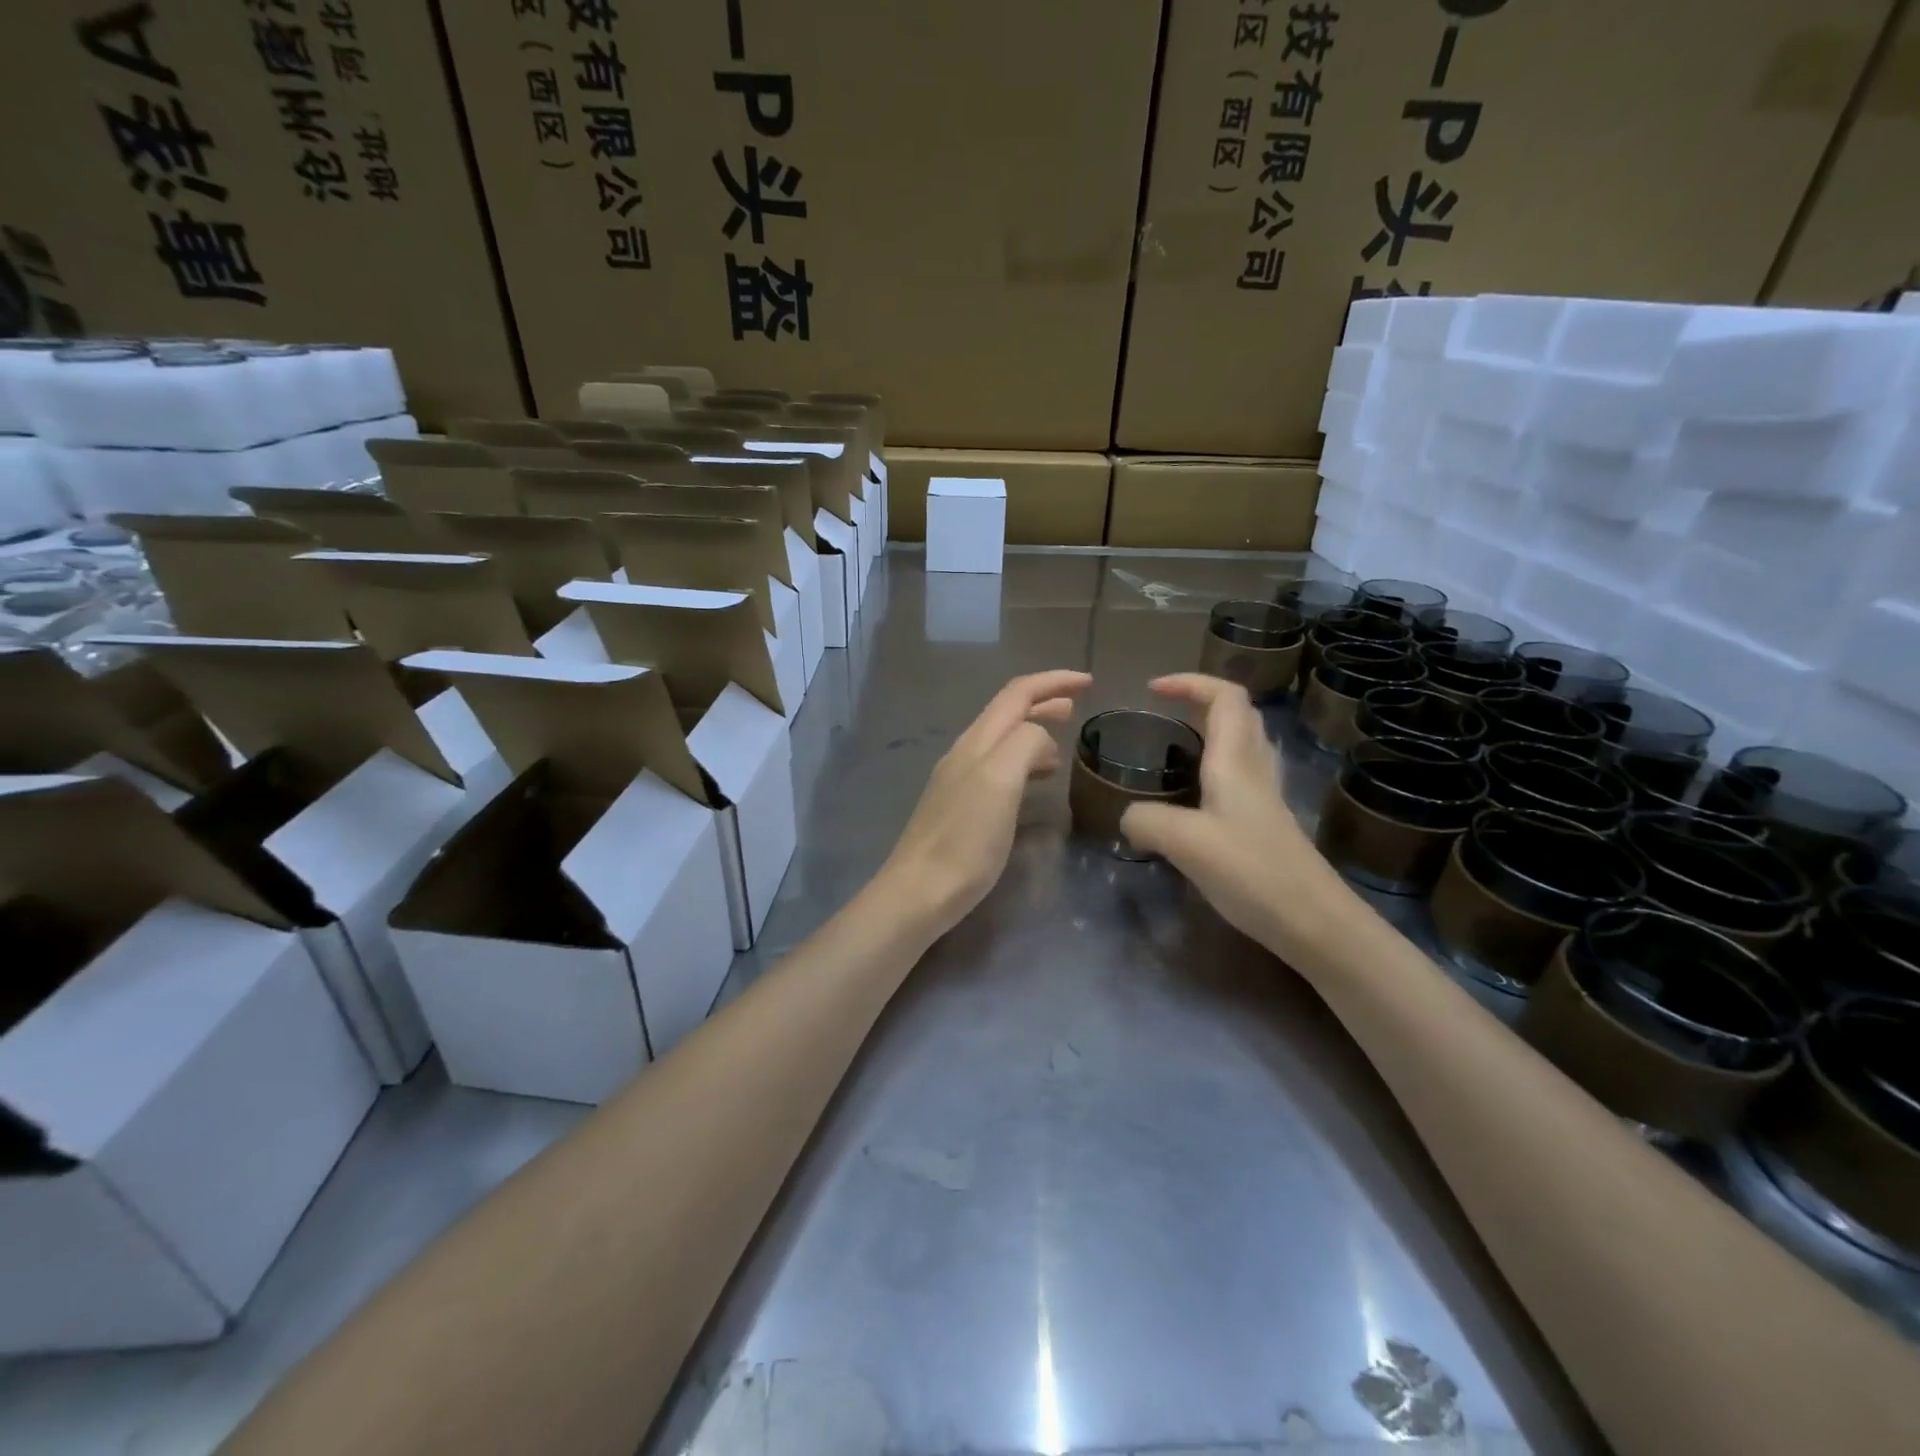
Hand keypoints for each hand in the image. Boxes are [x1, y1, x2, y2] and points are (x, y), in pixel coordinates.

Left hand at [880, 669, 1091, 936]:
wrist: (920, 891)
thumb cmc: (965, 839)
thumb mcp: (1000, 781)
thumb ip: (1024, 744)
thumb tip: (1042, 737)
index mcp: (978, 741)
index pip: (1017, 693)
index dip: (1053, 682)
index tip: (1089, 682)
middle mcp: (966, 753)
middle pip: (1008, 713)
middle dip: (1044, 702)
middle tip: (1078, 706)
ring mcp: (959, 780)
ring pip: (1003, 741)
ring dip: (1034, 733)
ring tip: (1063, 744)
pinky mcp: (960, 807)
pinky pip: (999, 770)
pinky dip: (1024, 763)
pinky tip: (1035, 783)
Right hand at [1120, 673, 1333, 953]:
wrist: (1314, 923)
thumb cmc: (1253, 872)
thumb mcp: (1185, 842)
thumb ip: (1146, 820)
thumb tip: (1127, 819)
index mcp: (1236, 761)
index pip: (1225, 696)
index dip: (1191, 682)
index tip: (1153, 690)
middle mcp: (1255, 770)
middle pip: (1239, 714)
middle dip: (1201, 701)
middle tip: (1163, 713)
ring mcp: (1266, 798)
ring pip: (1243, 744)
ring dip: (1211, 732)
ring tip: (1174, 748)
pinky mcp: (1266, 824)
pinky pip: (1241, 777)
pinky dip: (1215, 768)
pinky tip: (1193, 798)